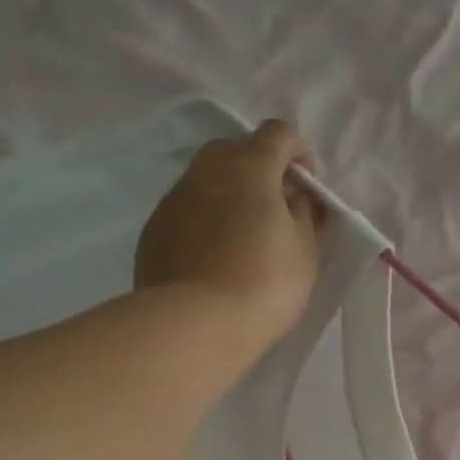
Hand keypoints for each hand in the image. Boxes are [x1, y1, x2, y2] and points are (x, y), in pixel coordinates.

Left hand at [135, 119, 325, 360]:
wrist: (195, 325)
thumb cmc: (263, 286)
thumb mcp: (304, 253)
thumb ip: (305, 216)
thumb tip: (300, 198)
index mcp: (249, 167)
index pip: (278, 133)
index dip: (298, 151)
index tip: (306, 184)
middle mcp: (206, 171)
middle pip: (234, 150)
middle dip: (257, 168)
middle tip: (271, 208)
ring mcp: (173, 199)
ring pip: (204, 181)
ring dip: (225, 196)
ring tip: (238, 237)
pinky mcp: (153, 230)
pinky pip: (184, 213)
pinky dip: (201, 223)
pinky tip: (210, 259)